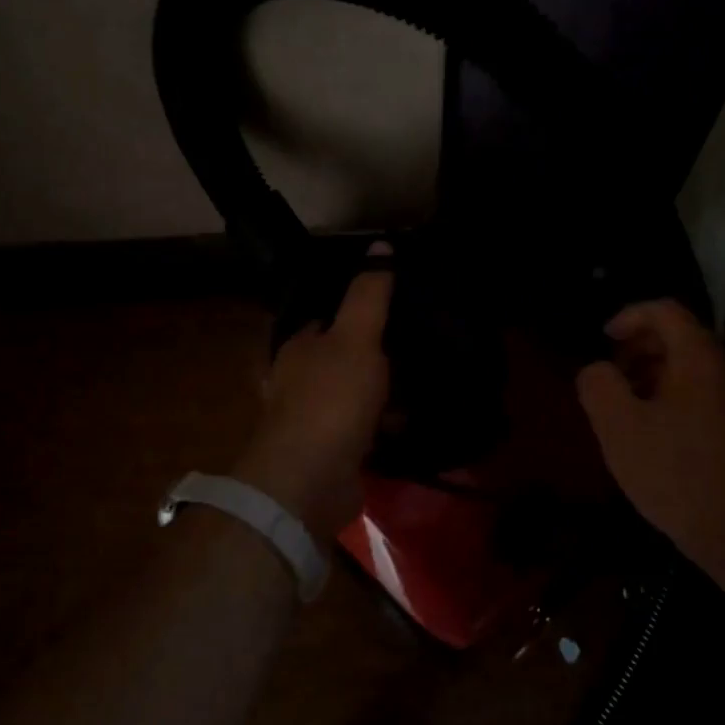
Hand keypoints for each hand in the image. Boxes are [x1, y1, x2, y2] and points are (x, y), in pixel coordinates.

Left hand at [231, 245, 393, 540]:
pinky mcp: (332, 453)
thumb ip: (369, 294)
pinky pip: (364, 431)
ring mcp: (314, 420)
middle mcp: (300, 381)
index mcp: (299, 348)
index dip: (357, 311)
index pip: (325, 319)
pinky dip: (385, 427)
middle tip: (419, 346)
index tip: (394, 306)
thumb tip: (380, 244)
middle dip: (376, 355)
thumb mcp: (356, 337)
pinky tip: (412, 423)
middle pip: (342, 359)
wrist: (311, 479)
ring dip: (384, 393)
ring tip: (425, 382)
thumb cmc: (331, 399)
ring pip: (355, 396)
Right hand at [576, 299, 724, 577]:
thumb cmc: (676, 471)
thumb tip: (597, 370)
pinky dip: (663, 398)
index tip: (601, 341)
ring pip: (683, 368)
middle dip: (635, 348)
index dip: (628, 317)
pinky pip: (692, 394)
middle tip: (606, 376)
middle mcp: (720, 369)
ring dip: (646, 376)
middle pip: (676, 336)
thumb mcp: (620, 427)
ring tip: (618, 406)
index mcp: (697, 357)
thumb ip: (599, 386)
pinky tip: (643, 433)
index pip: (663, 311)